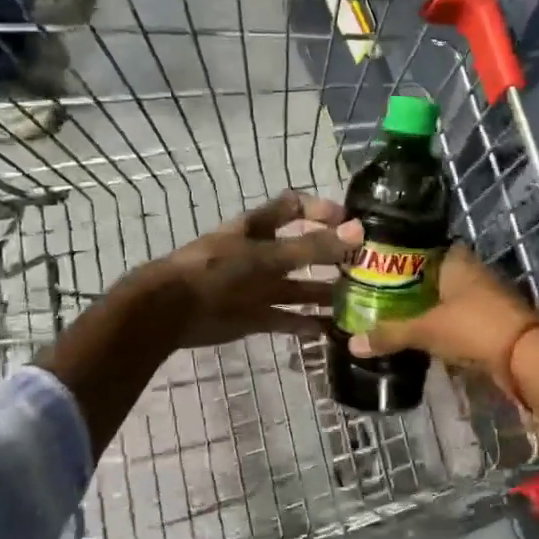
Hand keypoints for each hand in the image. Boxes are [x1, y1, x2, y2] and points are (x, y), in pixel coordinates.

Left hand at [145, 191, 360, 348]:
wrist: (172, 310)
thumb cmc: (218, 269)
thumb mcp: (267, 255)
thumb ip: (312, 247)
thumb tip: (358, 231)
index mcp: (260, 227)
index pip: (295, 207)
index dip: (322, 210)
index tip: (352, 222)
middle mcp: (263, 253)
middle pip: (303, 250)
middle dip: (332, 257)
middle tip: (366, 267)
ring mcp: (258, 286)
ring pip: (299, 288)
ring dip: (325, 293)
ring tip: (358, 302)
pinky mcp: (254, 316)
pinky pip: (287, 318)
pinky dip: (307, 324)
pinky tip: (332, 330)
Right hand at [349, 243, 536, 372]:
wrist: (526, 357)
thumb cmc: (473, 327)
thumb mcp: (426, 330)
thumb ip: (390, 334)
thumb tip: (352, 344)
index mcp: (456, 259)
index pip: (423, 246)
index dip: (401, 254)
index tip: (377, 264)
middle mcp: (471, 271)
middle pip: (434, 273)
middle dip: (410, 283)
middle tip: (379, 293)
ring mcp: (484, 296)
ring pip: (447, 296)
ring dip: (426, 305)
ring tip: (393, 313)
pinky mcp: (490, 320)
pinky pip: (458, 316)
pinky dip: (441, 323)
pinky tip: (421, 333)